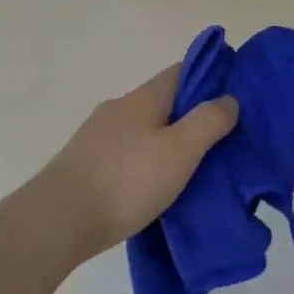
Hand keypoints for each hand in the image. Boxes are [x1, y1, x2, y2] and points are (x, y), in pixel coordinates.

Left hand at [36, 64, 238, 260]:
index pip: (181, 71)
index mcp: (143, 98)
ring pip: (145, 129)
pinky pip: (128, 153)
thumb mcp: (180, 151)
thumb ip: (208, 122)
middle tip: (222, 139)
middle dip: (191, 115)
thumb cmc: (127, 181)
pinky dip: (147, 161)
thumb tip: (228, 98)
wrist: (58, 221)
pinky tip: (156, 184)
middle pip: (163, 102)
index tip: (234, 95)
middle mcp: (118, 109)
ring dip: (168, 141)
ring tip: (193, 167)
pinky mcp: (86, 164)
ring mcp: (98, 137)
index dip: (209, 77)